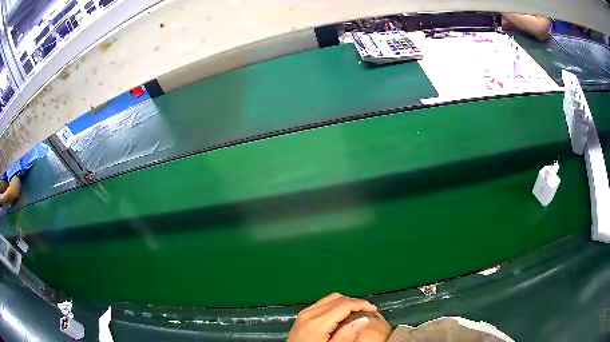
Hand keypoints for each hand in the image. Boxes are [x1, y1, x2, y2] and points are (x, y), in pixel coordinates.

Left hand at [287, 293, 377, 341]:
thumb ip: (346, 336)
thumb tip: (364, 319)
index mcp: (317, 322)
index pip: (344, 305)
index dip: (362, 304)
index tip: (375, 310)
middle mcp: (309, 313)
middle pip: (337, 298)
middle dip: (355, 303)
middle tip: (368, 312)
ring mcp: (304, 313)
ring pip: (330, 299)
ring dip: (345, 303)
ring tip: (357, 313)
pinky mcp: (302, 316)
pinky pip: (322, 304)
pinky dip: (335, 305)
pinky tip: (341, 316)